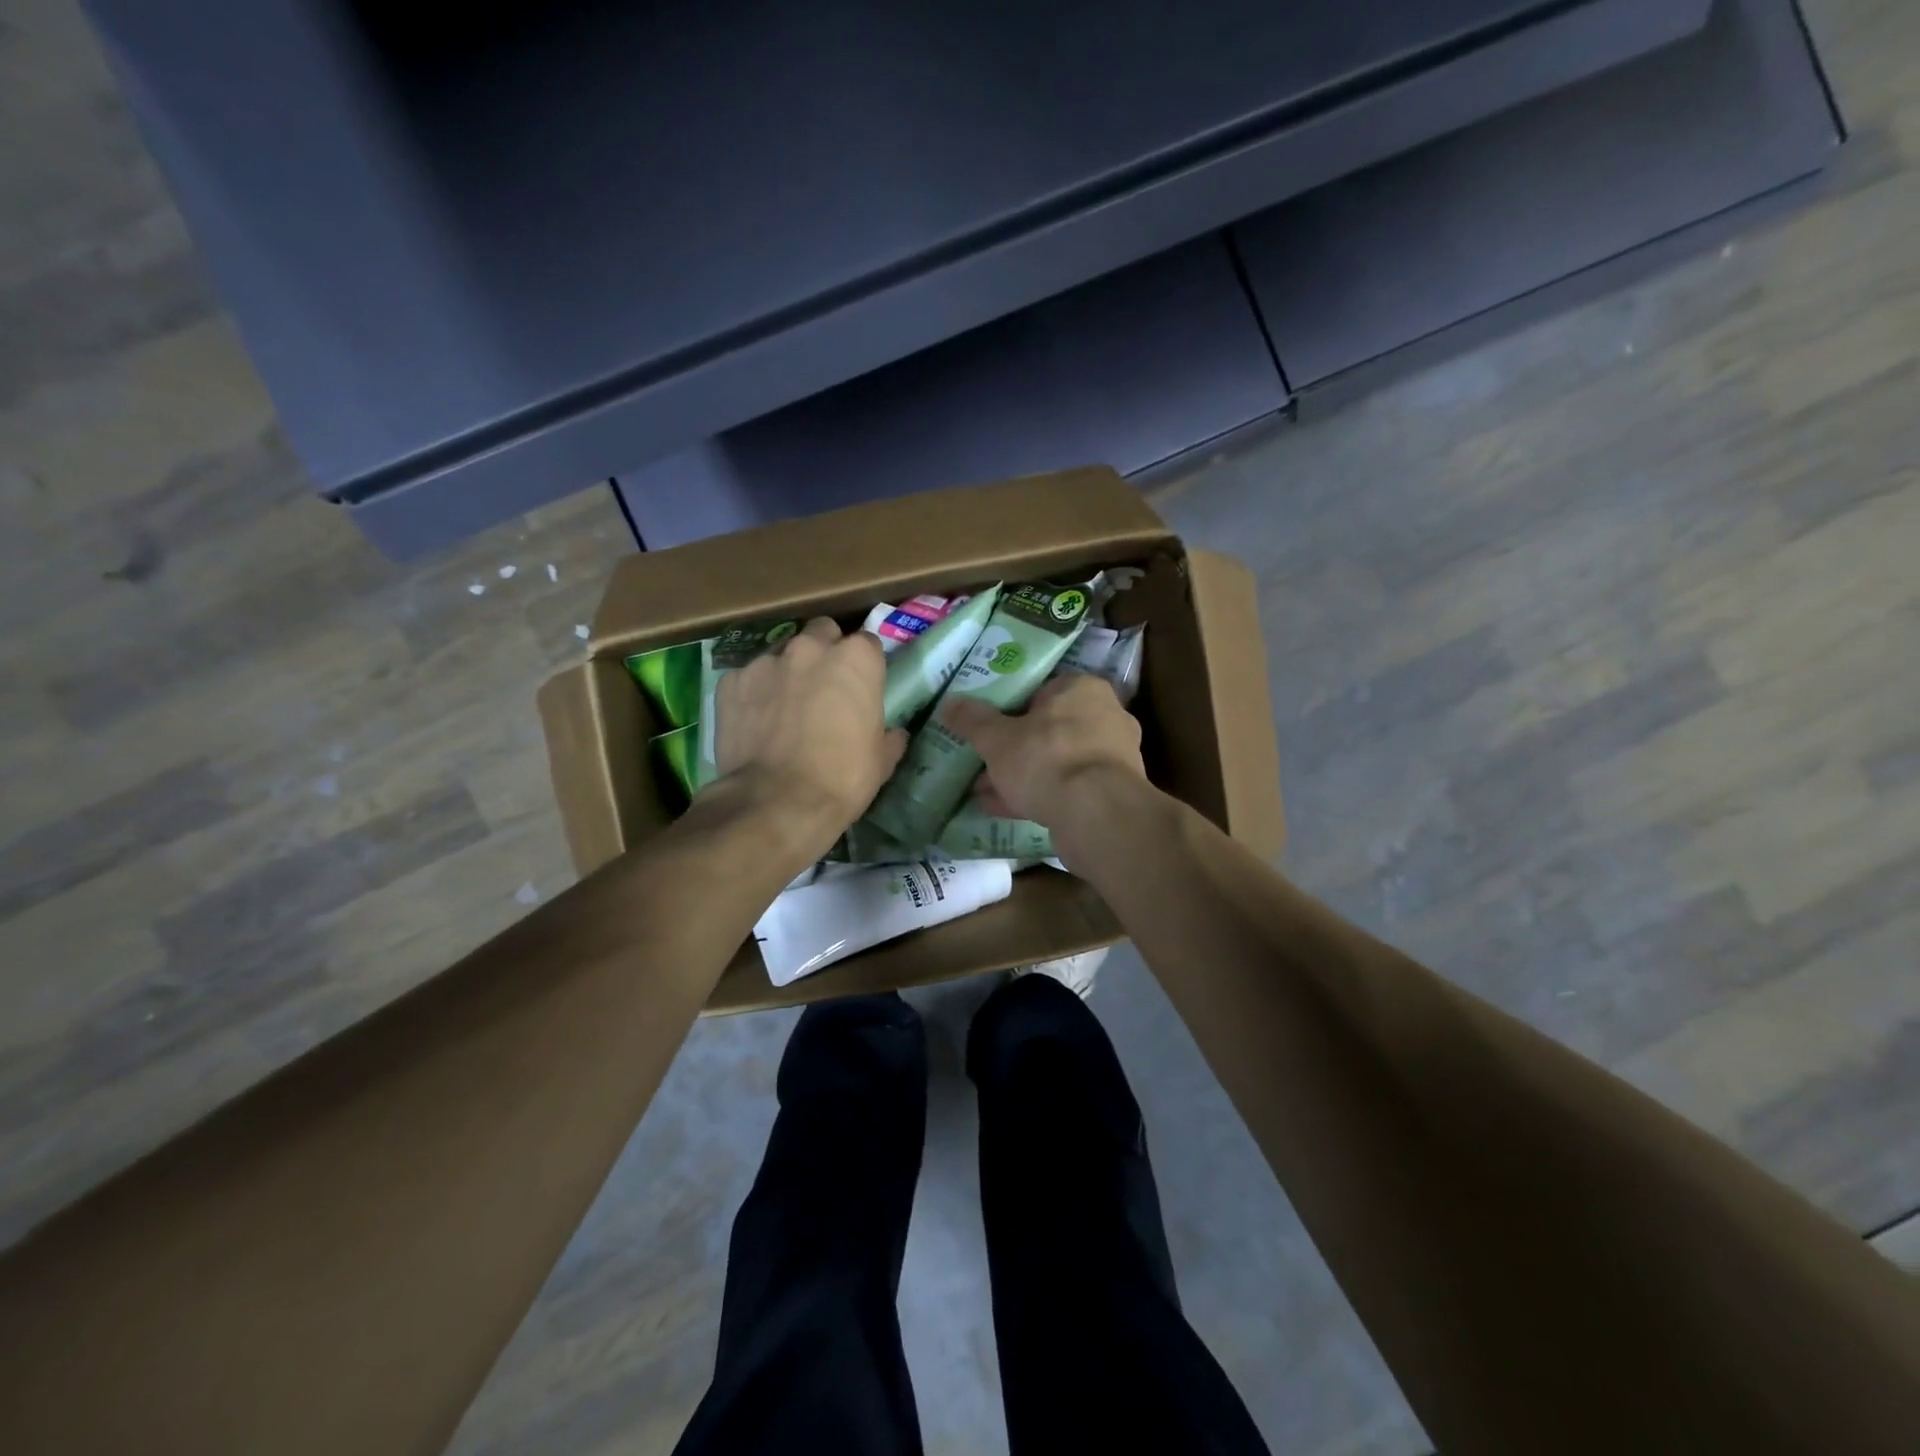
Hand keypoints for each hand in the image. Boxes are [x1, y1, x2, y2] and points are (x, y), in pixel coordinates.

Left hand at [712, 617, 906, 859]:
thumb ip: (888, 736)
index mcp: (856, 658)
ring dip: (787, 672)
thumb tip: (894, 734)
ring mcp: (766, 661)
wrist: (777, 803)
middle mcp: (811, 648)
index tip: (862, 688)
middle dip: (825, 651)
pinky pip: (746, 679)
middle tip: (825, 687)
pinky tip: (755, 722)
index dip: (865, 666)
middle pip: (822, 633)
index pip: (867, 644)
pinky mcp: (730, 681)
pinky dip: (753, 694)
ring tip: (784, 708)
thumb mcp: (881, 761)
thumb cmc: (842, 779)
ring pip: (781, 654)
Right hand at [943, 674, 1145, 829]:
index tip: (986, 726)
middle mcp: (1105, 716)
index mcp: (1082, 689)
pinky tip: (1004, 810)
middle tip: (981, 761)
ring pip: (1056, 761)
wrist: (1097, 816)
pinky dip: (1038, 795)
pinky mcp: (1111, 793)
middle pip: (1048, 728)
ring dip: (1022, 775)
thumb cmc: (1047, 758)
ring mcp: (1112, 757)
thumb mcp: (997, 738)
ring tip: (983, 790)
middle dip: (1013, 748)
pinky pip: (1067, 788)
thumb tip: (949, 702)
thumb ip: (973, 719)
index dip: (1010, 707)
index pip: (1042, 689)